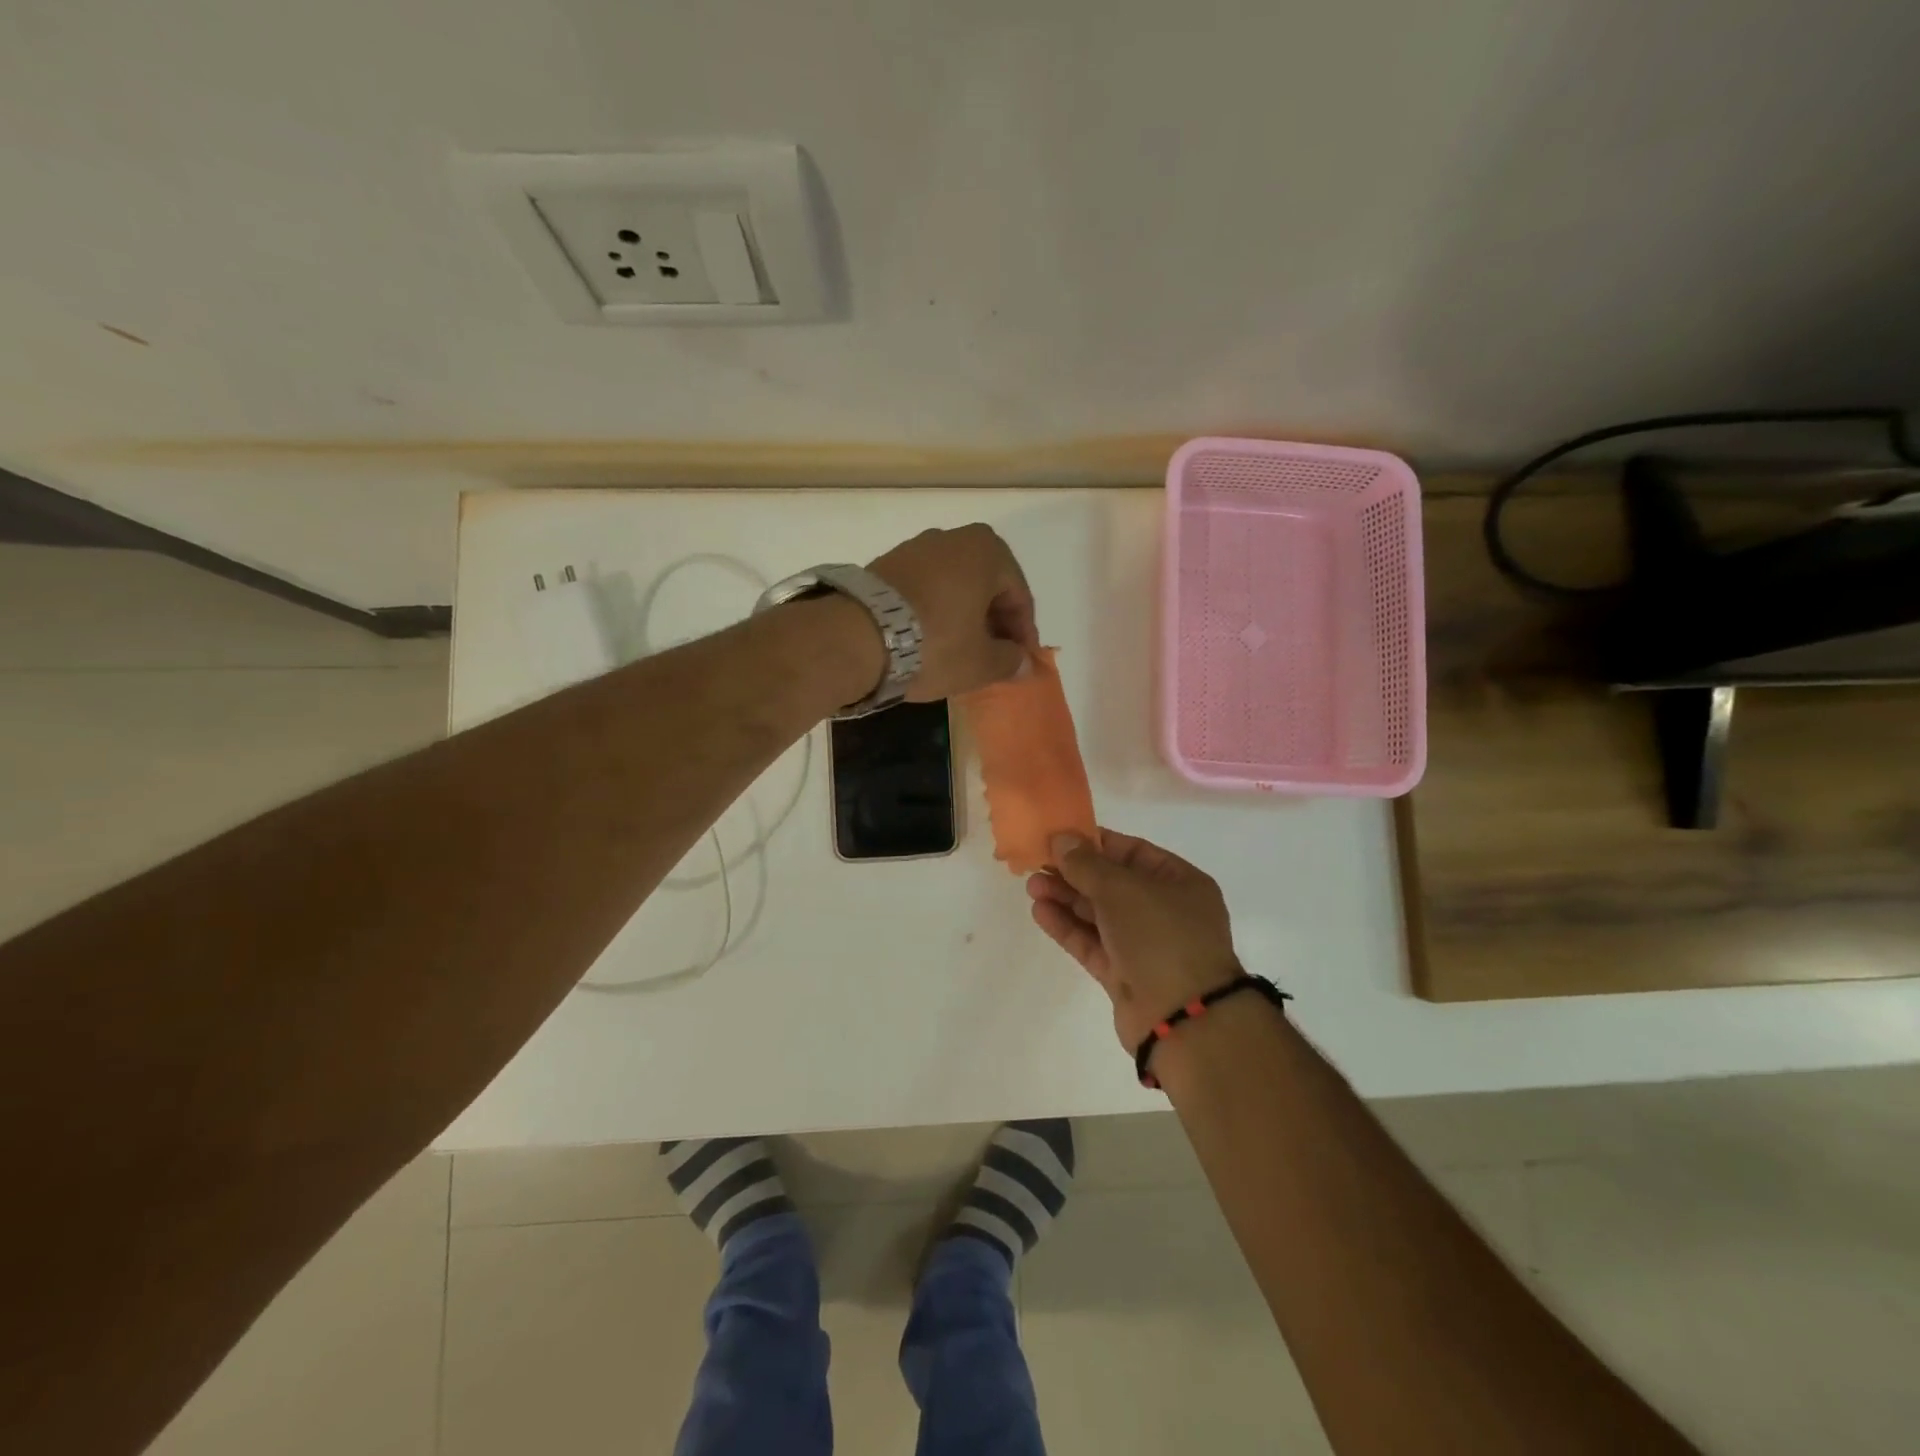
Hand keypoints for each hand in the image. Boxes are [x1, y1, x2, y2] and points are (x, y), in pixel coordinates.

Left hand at [867, 525, 1037, 699]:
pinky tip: (928, 638)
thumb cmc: (935, 645)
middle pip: (986, 585)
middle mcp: (952, 538)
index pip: (1018, 596)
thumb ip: (1010, 661)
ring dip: (963, 615)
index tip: (1020, 660)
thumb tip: (1022, 662)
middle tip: (993, 654)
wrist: (855, 636)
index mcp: (987, 551)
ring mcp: (914, 548)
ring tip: (959, 649)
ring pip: (953, 585)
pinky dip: (933, 610)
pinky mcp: (884, 564)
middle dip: (993, 621)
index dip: (1023, 633)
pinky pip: (924, 588)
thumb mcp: (981, 662)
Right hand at [1027, 829, 1241, 1048]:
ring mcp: (1144, 946)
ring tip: (1031, 886)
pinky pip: (1092, 944)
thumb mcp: (1122, 889)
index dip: (1096, 843)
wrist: (1182, 1019)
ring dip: (1066, 899)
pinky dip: (1068, 927)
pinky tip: (1040, 912)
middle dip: (1074, 873)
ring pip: (1099, 915)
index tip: (1060, 838)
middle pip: (1112, 884)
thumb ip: (1086, 863)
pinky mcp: (1124, 975)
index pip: (1133, 852)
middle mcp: (1165, 911)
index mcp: (1180, 882)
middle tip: (1037, 864)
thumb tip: (1061, 839)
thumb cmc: (1160, 937)